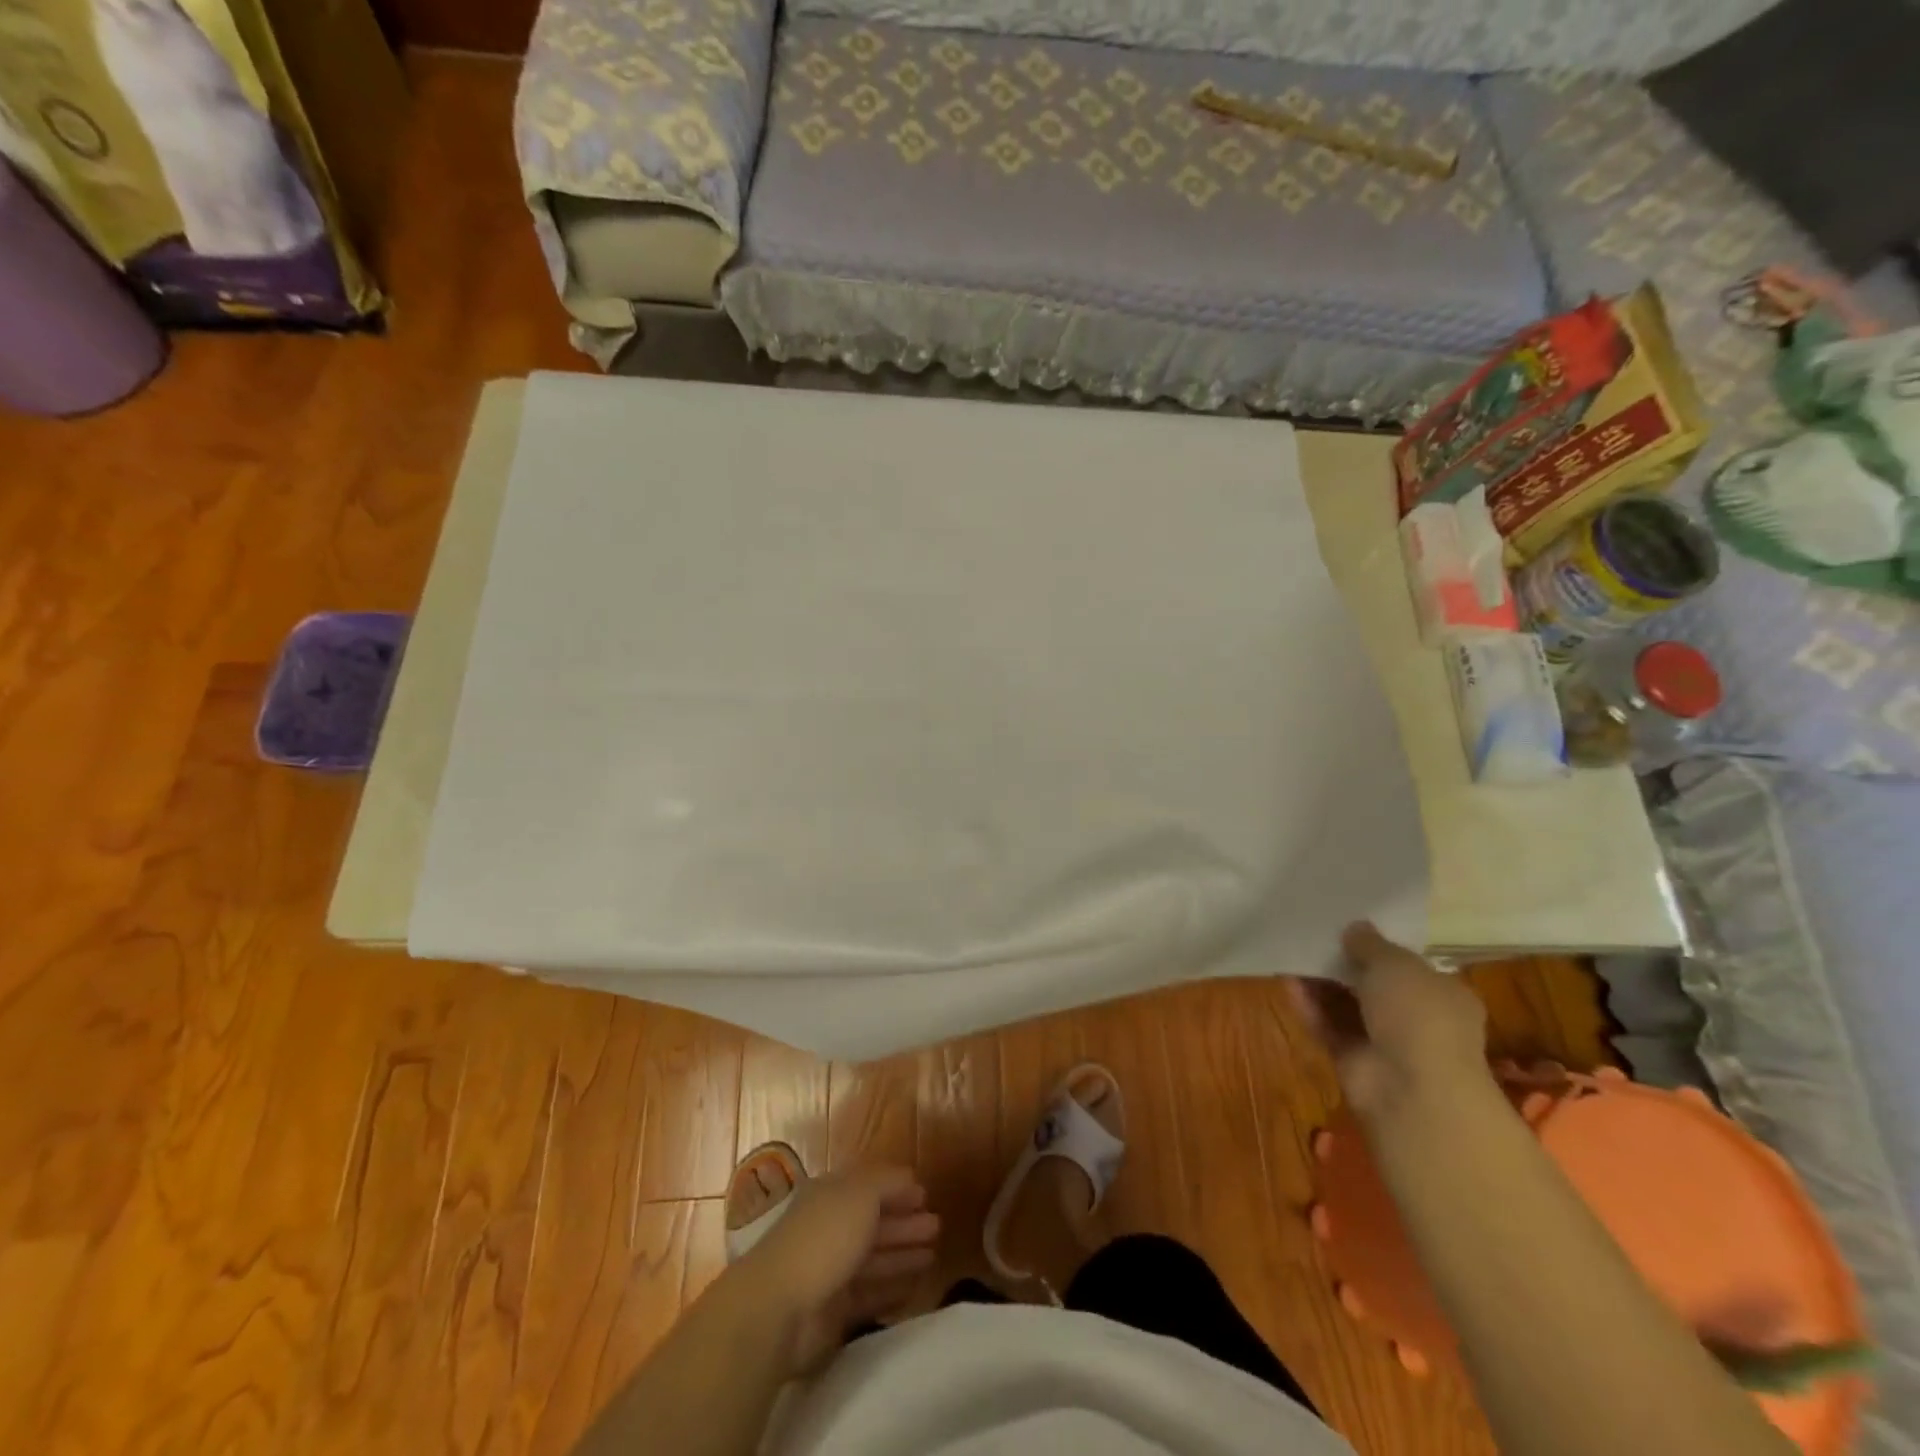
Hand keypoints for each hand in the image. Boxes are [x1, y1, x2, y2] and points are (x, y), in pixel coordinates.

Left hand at [732, 1164, 939, 1377]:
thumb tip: (909, 1176)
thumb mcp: (860, 1194)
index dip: (897, 1188)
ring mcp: (831, 1271)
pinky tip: (915, 1287)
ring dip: (903, 1255)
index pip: (869, 1186)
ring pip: (874, 1258)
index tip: (926, 1195)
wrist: (778, 1307)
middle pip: (874, 1222)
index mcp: (832, 1195)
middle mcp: (831, 1228)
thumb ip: (887, 1182)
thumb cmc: (823, 1238)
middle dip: (905, 1223)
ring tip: (934, 1255)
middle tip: (937, 1226)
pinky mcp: (833, 1311)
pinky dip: (892, 1289)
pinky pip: (870, 1295)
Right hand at [1290, 922, 1490, 1120]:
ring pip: (1347, 1006)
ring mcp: (1385, 1043)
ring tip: (1293, 953)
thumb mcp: (1395, 964)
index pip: (1411, 967)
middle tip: (1315, 937)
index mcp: (1443, 994)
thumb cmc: (1419, 1015)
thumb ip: (1370, 944)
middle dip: (1346, 964)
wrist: (1413, 1090)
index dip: (1381, 948)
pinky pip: (1328, 1026)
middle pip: (1374, 986)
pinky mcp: (1354, 1060)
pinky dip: (1310, 1006)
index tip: (1350, 929)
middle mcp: (1418, 1019)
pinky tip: (1287, 982)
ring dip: (1322, 983)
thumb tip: (1356, 928)